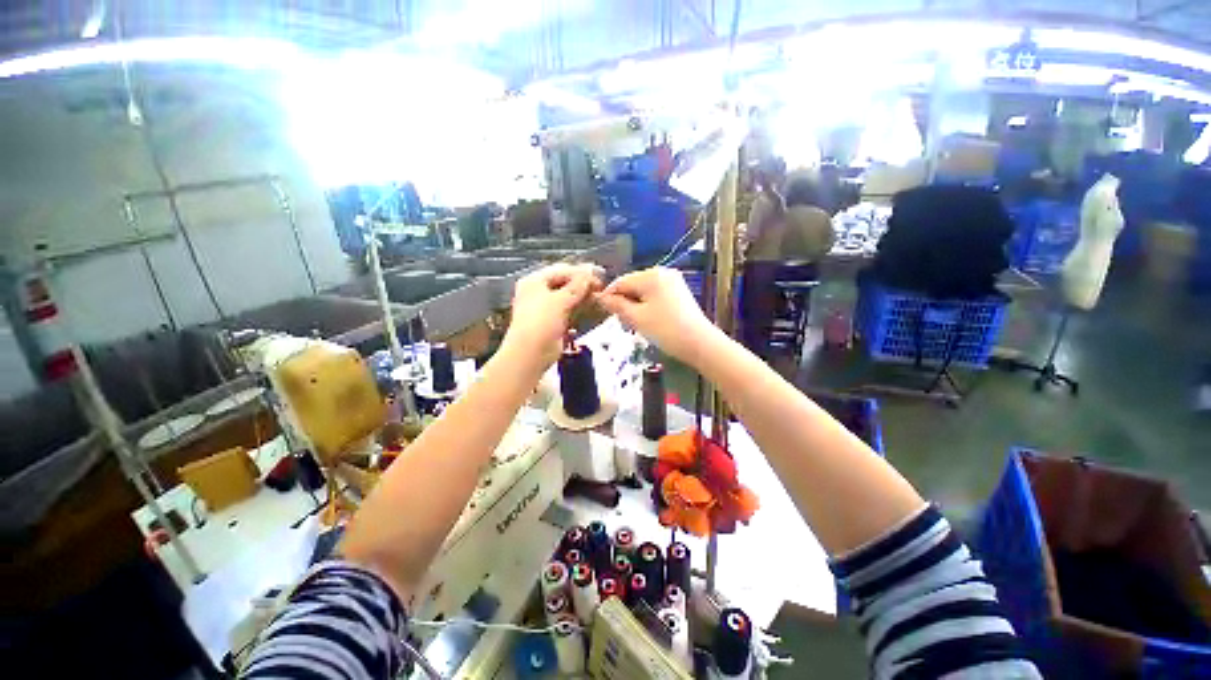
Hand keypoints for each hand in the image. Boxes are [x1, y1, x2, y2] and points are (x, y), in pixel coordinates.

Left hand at [505, 263, 602, 366]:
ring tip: (598, 295)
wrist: (530, 353)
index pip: (560, 270)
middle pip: (563, 282)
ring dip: (582, 295)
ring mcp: (544, 307)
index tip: (598, 274)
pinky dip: (578, 306)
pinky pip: (567, 309)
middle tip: (600, 285)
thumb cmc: (541, 322)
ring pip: (567, 296)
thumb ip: (577, 285)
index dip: (580, 271)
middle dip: (582, 283)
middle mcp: (537, 292)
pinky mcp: (552, 321)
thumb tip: (590, 272)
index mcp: (534, 281)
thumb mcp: (560, 300)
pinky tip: (591, 306)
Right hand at [595, 267, 717, 364]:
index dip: (609, 295)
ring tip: (634, 323)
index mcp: (651, 275)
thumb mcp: (636, 318)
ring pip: (643, 291)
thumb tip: (601, 297)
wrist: (699, 343)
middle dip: (624, 301)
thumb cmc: (665, 330)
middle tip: (620, 321)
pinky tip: (647, 320)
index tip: (600, 310)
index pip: (621, 282)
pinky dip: (647, 305)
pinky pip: (655, 295)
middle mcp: (663, 272)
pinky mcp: (679, 292)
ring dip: (635, 305)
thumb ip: (616, 305)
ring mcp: (673, 281)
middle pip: (633, 284)